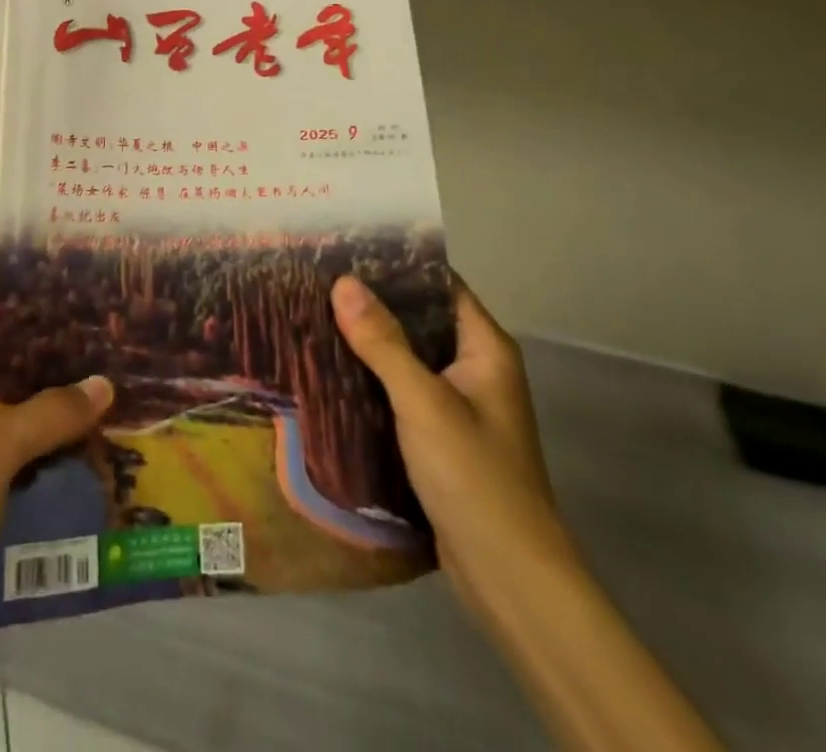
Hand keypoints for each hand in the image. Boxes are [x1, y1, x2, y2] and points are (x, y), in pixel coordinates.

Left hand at [0, 341, 111, 751]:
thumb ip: (46, 414)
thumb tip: (104, 383)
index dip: (24, 334)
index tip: (76, 328)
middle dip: (46, 389)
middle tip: (101, 372)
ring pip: (4, 440)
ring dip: (47, 436)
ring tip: (105, 415)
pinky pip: (5, 481)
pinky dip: (38, 476)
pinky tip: (84, 468)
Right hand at [331, 275, 570, 612]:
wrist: (509, 577)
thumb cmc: (474, 475)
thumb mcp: (423, 401)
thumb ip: (383, 342)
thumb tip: (342, 282)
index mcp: (485, 348)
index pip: (440, 284)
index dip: (398, 264)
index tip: (347, 249)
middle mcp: (476, 368)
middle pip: (421, 319)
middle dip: (375, 302)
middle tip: (319, 281)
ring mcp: (460, 404)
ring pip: (409, 357)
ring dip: (370, 342)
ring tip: (316, 316)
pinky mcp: (442, 436)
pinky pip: (404, 391)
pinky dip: (374, 379)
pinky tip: (334, 371)